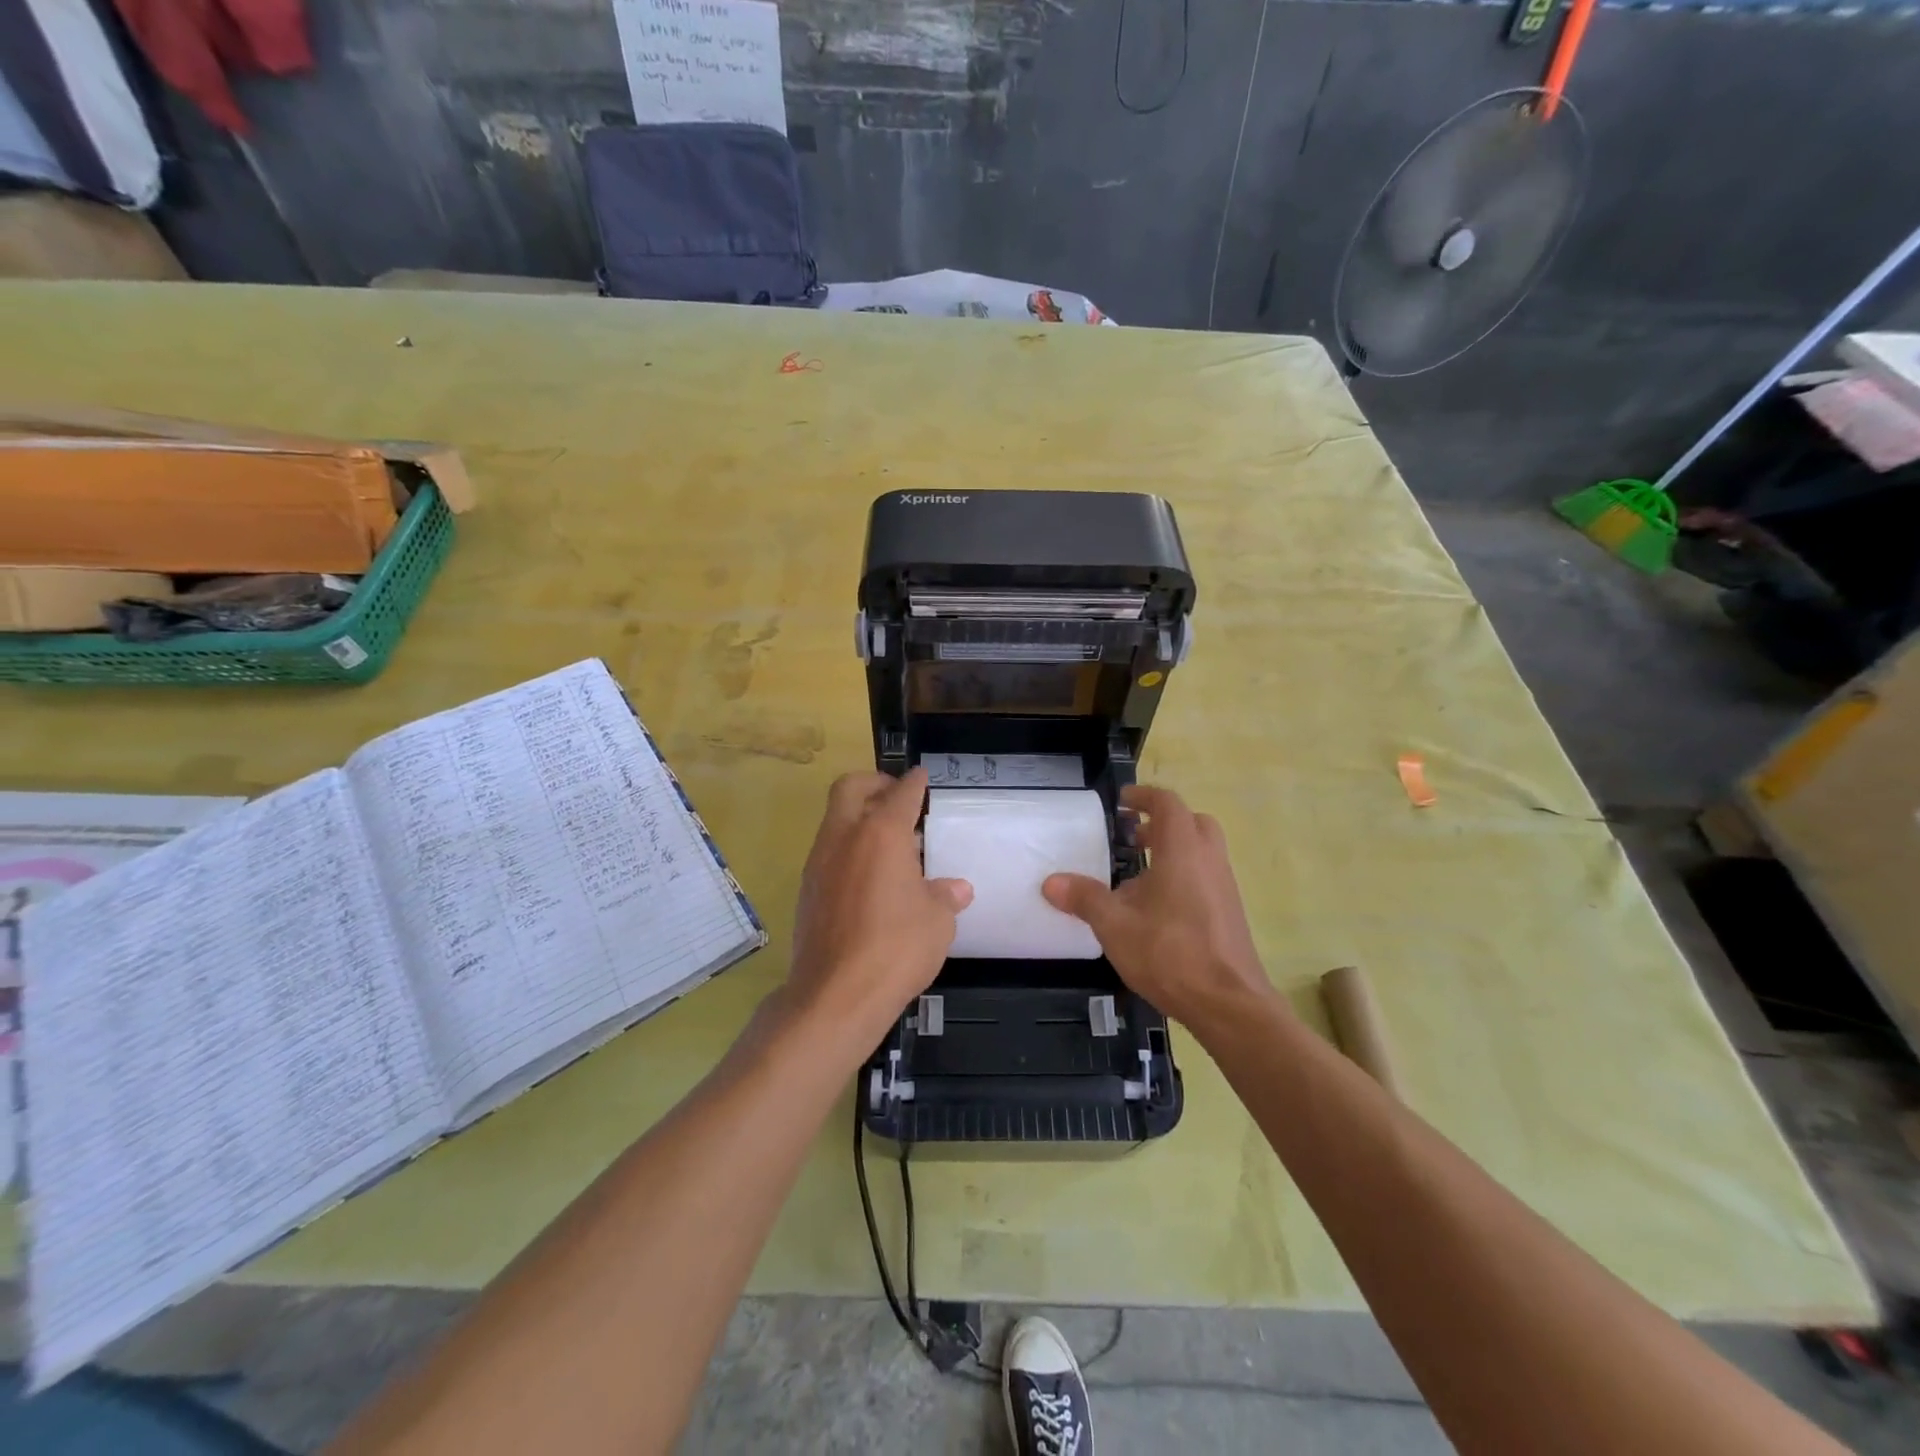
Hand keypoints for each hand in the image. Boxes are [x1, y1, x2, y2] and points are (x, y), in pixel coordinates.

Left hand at [786, 768, 972, 1045]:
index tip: (921, 776)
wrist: (835, 994)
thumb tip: (956, 889)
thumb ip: (944, 896)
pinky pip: (829, 851)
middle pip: (851, 788)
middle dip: (875, 783)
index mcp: (881, 833)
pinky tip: (870, 876)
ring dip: (859, 817)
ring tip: (889, 841)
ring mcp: (819, 862)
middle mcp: (845, 837)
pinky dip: (849, 848)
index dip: (914, 782)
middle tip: (897, 798)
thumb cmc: (896, 948)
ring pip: (835, 819)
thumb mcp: (937, 921)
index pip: (900, 793)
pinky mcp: (807, 889)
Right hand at [1042, 785, 1278, 1035]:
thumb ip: (1084, 899)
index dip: (1144, 796)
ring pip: (1202, 851)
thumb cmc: (1170, 954)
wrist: (1228, 1004)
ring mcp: (1225, 887)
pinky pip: (1206, 877)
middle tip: (1134, 837)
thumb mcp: (1115, 925)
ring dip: (1173, 851)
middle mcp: (1209, 860)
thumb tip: (1051, 882)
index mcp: (1183, 851)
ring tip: (1139, 876)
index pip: (1168, 804)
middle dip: (1162, 823)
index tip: (1122, 802)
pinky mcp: (1230, 913)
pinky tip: (1158, 910)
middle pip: (1192, 823)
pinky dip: (1184, 876)